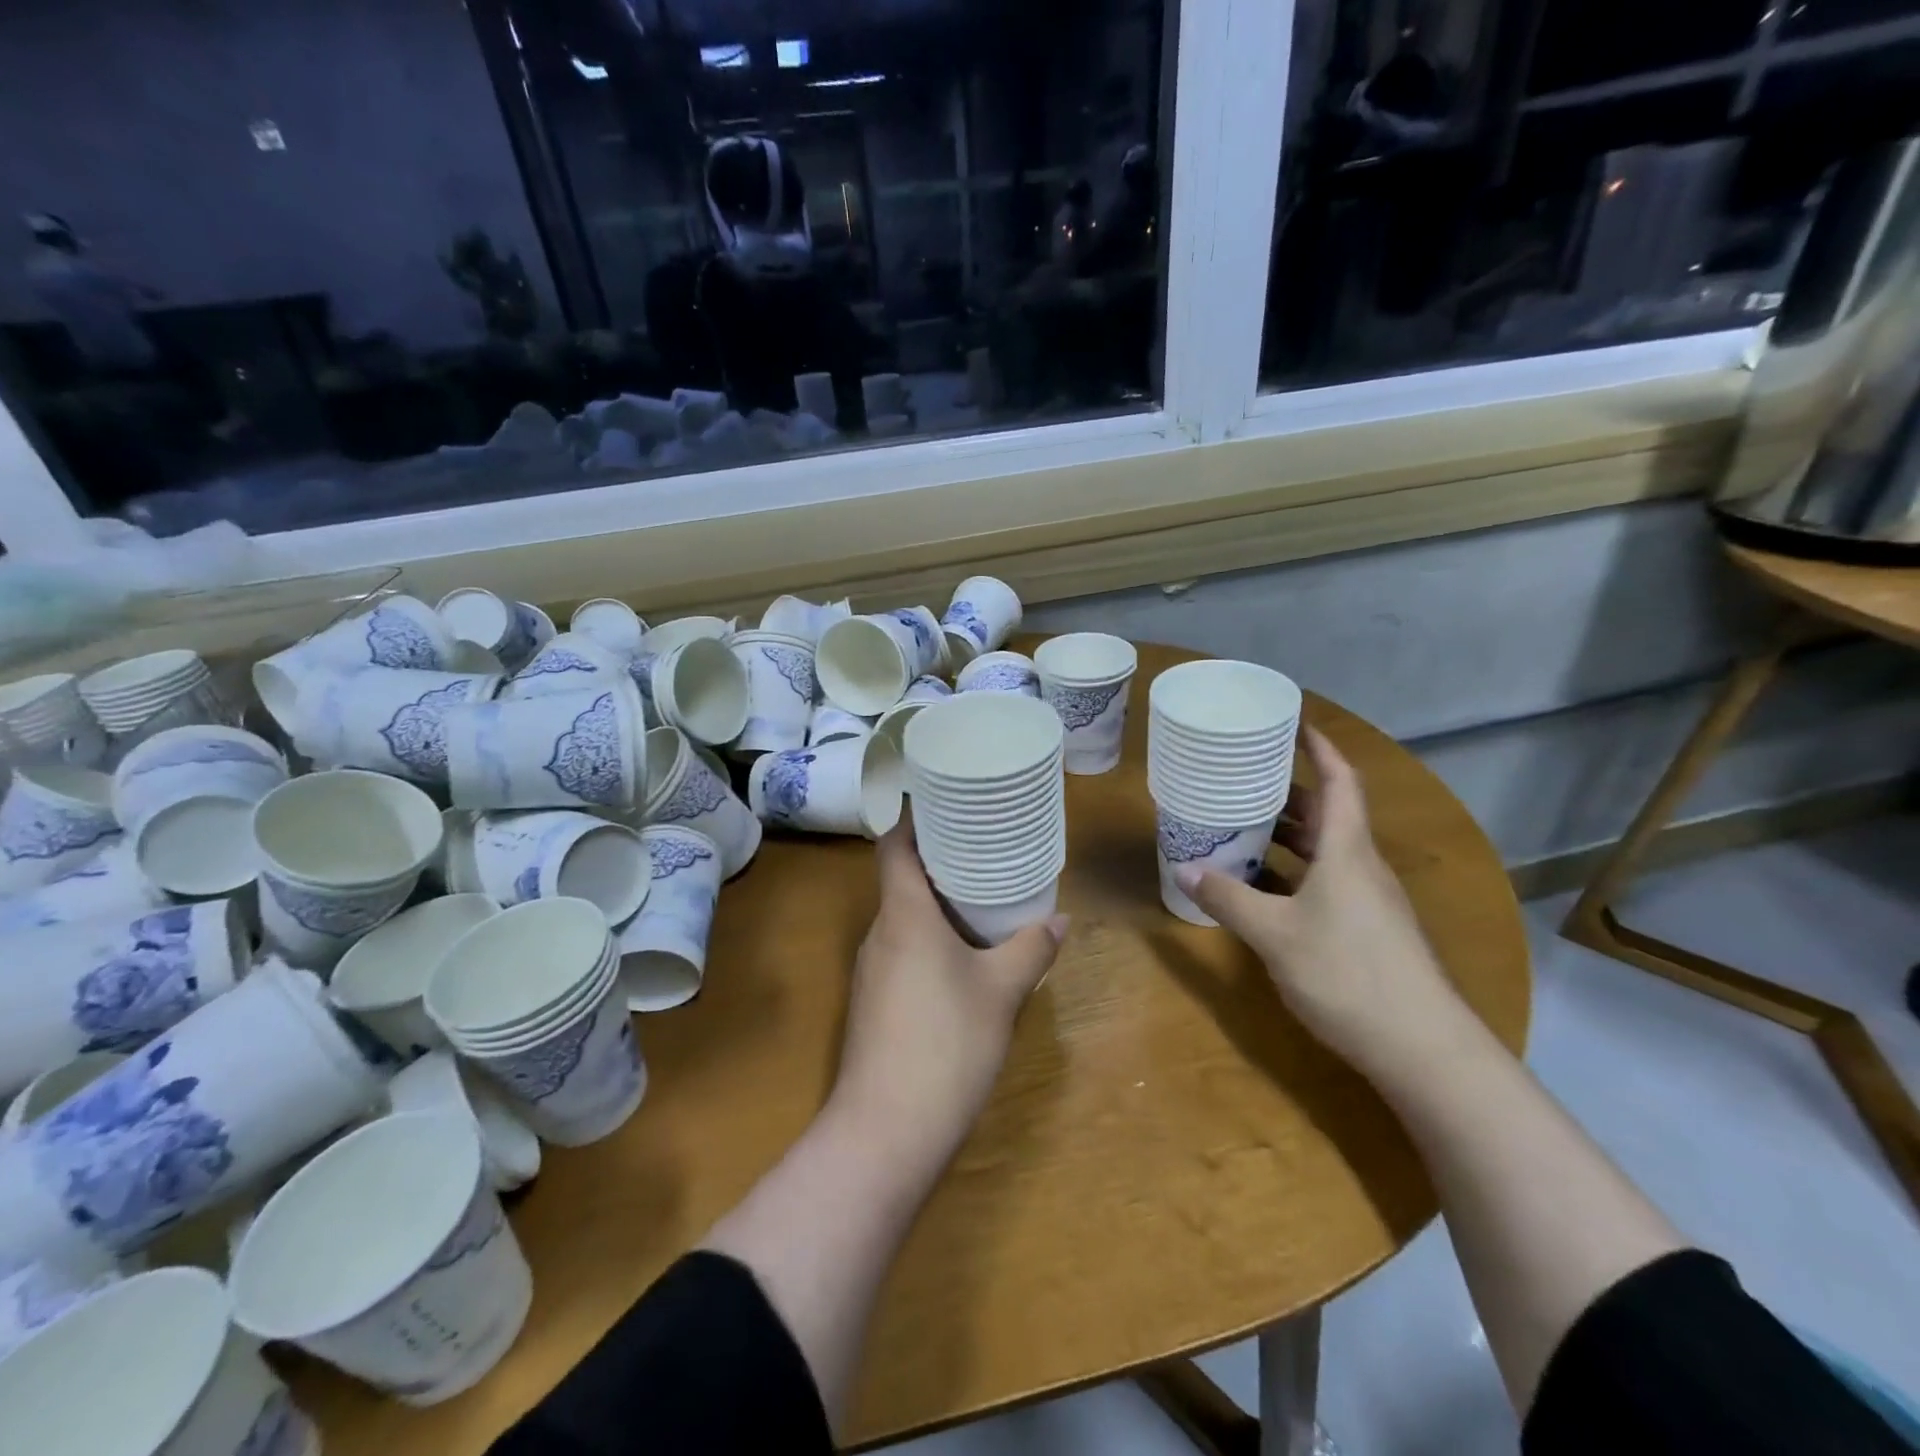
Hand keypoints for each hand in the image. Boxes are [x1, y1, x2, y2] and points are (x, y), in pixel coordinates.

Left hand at [834, 812, 1066, 1161]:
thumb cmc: (946, 1043)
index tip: (950, 806)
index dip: (915, 819)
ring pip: (902, 918)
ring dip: (936, 904)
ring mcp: (871, 971)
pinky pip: (902, 951)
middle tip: (984, 849)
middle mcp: (879, 933)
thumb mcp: (1001, 991)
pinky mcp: (873, 1003)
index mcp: (903, 914)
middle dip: (939, 861)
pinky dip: (929, 940)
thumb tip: (1060, 918)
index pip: (894, 845)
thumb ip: (1030, 949)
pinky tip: (962, 958)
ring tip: (982, 898)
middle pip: (900, 878)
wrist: (886, 1131)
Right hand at [1174, 727, 1463, 1075]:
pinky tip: (1262, 887)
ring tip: (1242, 827)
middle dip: (1287, 793)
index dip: (1319, 748)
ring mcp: (1368, 900)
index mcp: (1347, 850)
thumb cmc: (1347, 973)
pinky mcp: (1367, 929)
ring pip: (1325, 850)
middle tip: (1243, 780)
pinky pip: (1325, 882)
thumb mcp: (1274, 934)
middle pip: (1328, 813)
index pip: (1339, 781)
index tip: (1293, 724)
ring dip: (1288, 836)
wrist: (1422, 1047)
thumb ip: (1227, 898)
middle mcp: (1361, 866)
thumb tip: (1183, 868)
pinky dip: (1293, 873)